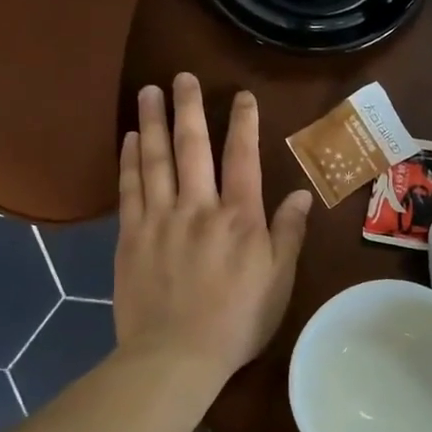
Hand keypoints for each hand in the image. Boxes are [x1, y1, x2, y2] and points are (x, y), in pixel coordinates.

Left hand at [114, 74, 312, 378]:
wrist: (177, 354)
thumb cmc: (238, 321)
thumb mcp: (279, 281)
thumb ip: (289, 234)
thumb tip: (303, 195)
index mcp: (240, 218)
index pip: (243, 159)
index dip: (243, 124)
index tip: (241, 96)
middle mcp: (199, 207)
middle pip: (193, 147)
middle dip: (190, 108)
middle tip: (183, 77)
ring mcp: (160, 219)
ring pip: (155, 159)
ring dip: (152, 122)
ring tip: (149, 92)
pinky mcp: (131, 236)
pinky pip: (129, 188)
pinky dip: (129, 160)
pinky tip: (128, 139)